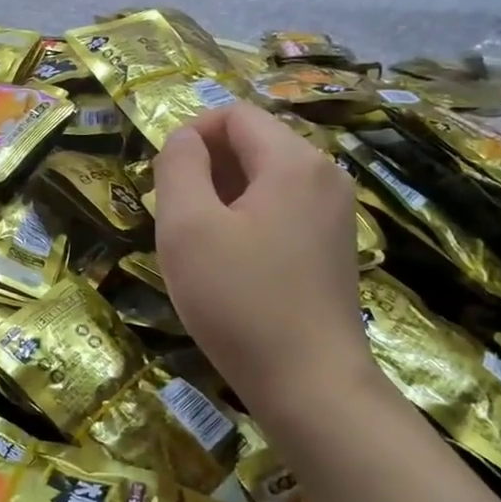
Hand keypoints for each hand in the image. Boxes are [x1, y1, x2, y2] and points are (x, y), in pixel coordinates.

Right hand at [153, 103, 375, 412]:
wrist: (310, 386)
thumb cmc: (239, 301)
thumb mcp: (188, 228)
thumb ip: (178, 167)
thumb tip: (184, 141)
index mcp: (293, 161)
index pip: (234, 115)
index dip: (191, 136)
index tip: (165, 182)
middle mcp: (324, 175)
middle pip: (253, 143)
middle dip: (207, 168)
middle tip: (178, 218)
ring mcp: (335, 212)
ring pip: (266, 178)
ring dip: (223, 196)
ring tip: (201, 244)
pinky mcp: (333, 245)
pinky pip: (282, 208)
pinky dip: (248, 218)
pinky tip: (231, 263)